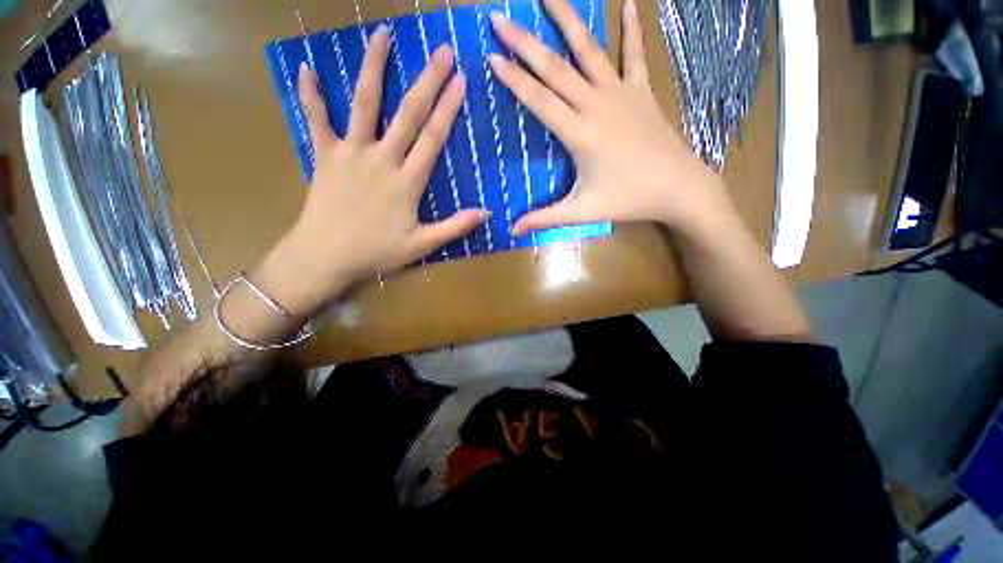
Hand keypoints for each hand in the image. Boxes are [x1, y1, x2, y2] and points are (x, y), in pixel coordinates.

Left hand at [259, 26, 488, 316]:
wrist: (325, 256)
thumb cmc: (376, 252)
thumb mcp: (422, 245)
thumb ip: (454, 227)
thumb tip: (486, 214)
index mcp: (407, 181)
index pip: (432, 138)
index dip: (448, 108)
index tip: (460, 80)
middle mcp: (381, 159)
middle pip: (408, 113)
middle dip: (427, 80)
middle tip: (441, 50)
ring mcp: (350, 153)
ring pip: (364, 103)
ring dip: (374, 67)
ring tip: (382, 34)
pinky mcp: (324, 155)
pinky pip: (316, 120)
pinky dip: (310, 94)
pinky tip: (306, 67)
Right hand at [488, 0, 731, 237]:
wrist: (679, 188)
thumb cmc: (629, 200)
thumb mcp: (582, 211)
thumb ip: (545, 218)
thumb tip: (513, 230)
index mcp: (579, 133)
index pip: (539, 100)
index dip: (514, 79)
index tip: (492, 57)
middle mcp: (596, 104)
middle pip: (555, 68)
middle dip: (525, 42)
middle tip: (500, 18)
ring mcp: (621, 93)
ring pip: (590, 50)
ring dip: (568, 20)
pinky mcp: (641, 92)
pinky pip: (635, 55)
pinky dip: (632, 29)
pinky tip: (630, 5)